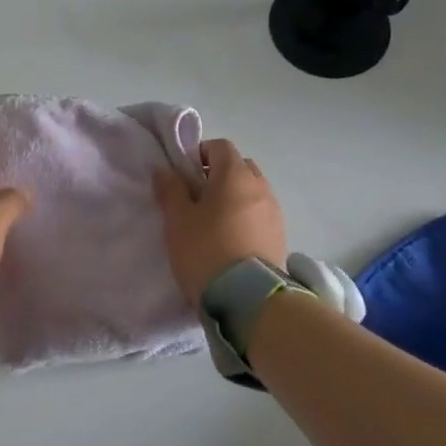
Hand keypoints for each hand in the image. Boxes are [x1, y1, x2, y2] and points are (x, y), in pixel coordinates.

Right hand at [152, 138, 288, 303]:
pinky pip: (260, 214)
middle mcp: (260, 187)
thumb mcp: (177, 220)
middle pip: (239, 167)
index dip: (199, 154)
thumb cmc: (205, 250)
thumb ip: (170, 190)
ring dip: (233, 198)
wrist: (248, 298)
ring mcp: (274, 212)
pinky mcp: (280, 236)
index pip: (220, 147)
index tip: (183, 176)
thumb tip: (165, 170)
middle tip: (196, 198)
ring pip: (252, 192)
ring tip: (212, 223)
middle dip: (218, 175)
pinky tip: (229, 240)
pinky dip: (245, 217)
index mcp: (235, 175)